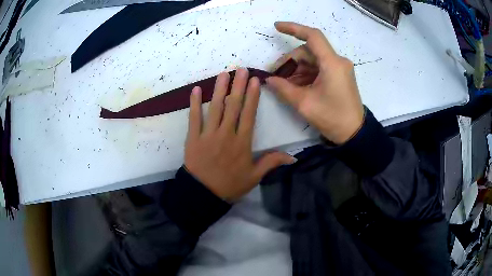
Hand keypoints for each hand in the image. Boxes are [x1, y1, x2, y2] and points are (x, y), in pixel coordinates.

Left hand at [185, 69, 295, 201]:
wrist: (203, 195)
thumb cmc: (230, 185)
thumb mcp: (254, 177)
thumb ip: (272, 163)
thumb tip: (293, 157)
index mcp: (242, 143)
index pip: (249, 114)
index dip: (252, 96)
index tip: (255, 80)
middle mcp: (226, 134)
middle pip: (233, 106)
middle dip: (238, 86)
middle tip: (241, 69)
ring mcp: (208, 135)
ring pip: (215, 108)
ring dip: (219, 89)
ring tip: (224, 73)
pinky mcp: (193, 138)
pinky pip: (194, 118)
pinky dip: (194, 104)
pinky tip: (196, 89)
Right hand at [266, 22, 364, 144]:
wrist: (354, 133)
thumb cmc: (332, 118)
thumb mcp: (304, 104)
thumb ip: (283, 88)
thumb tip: (268, 79)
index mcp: (332, 64)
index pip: (313, 36)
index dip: (293, 28)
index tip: (276, 27)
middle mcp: (338, 61)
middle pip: (308, 51)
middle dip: (290, 61)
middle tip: (276, 76)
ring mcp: (339, 68)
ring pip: (312, 60)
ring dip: (297, 69)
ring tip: (285, 84)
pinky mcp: (339, 75)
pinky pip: (319, 68)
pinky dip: (306, 74)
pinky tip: (296, 85)